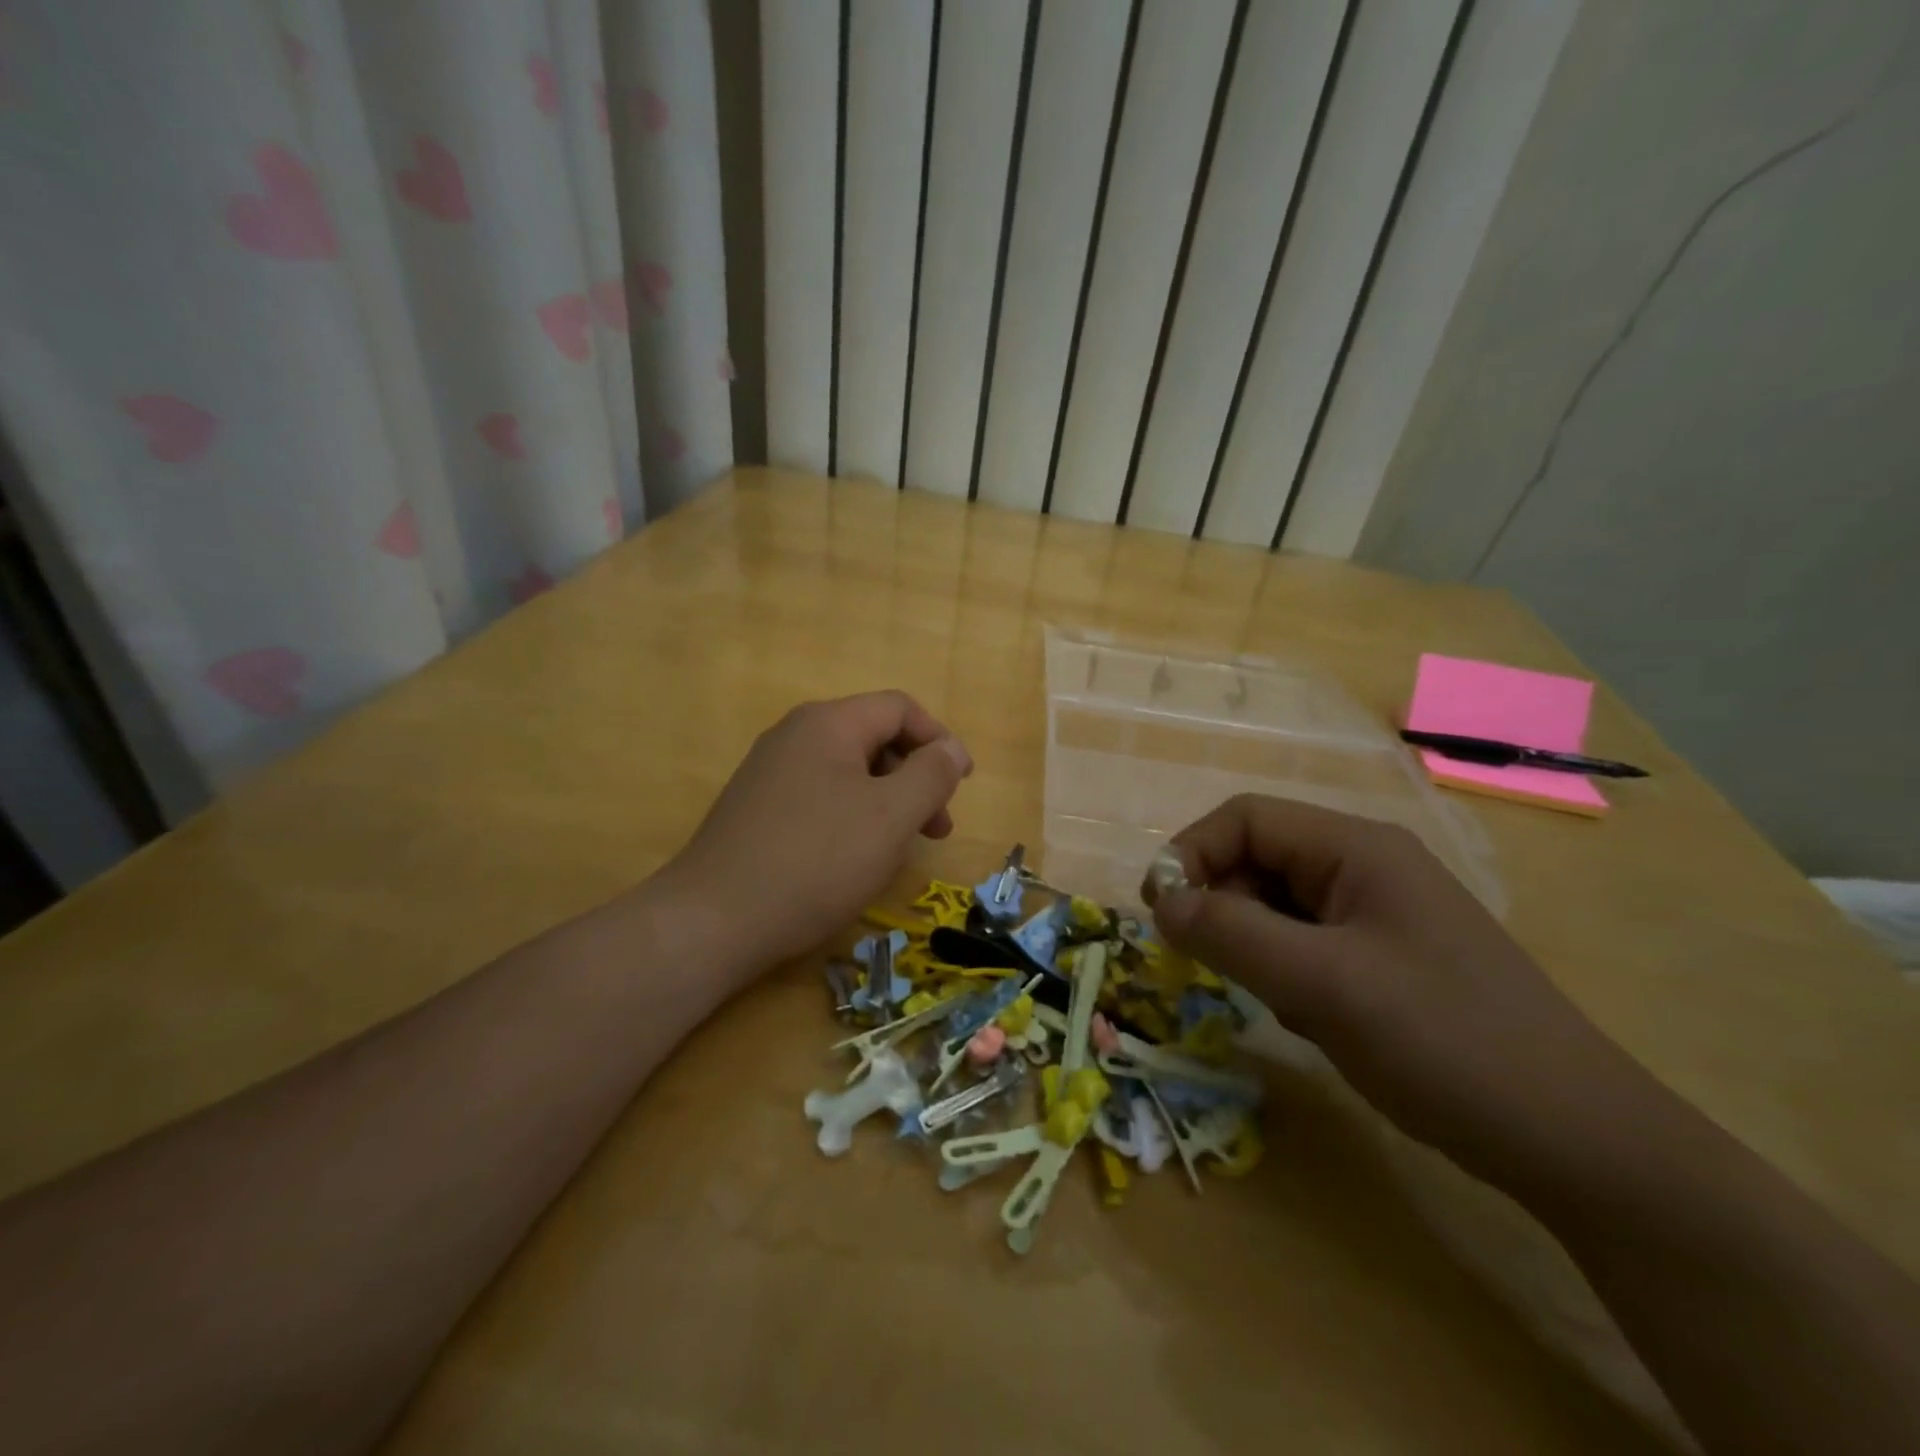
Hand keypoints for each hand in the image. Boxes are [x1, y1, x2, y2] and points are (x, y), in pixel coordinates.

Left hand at [658, 692, 971, 976]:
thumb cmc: (816, 861)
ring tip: (900, 848)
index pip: (899, 708)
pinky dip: (852, 817)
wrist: (713, 920)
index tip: (961, 785)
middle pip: (874, 738)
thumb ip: (931, 774)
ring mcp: (770, 772)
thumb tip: (951, 748)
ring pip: (848, 772)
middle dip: (915, 777)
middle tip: (936, 828)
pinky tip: (854, 858)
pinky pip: (820, 797)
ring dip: (887, 801)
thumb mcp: (891, 816)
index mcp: (828, 723)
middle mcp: (795, 735)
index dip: (939, 740)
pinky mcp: (756, 808)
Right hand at [1145, 795, 1646, 1184]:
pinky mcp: (1385, 958)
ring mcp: (1379, 913)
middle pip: (1259, 859)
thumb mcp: (1321, 984)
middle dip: (1223, 907)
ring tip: (1282, 1002)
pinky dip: (1288, 975)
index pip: (1245, 818)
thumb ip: (1229, 933)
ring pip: (1278, 907)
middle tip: (1213, 967)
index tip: (1161, 914)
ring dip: (1256, 947)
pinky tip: (1315, 1021)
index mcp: (1356, 847)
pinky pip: (1307, 945)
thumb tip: (1160, 903)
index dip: (1191, 853)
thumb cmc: (1443, 1041)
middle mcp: (1365, 866)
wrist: (1576, 1140)